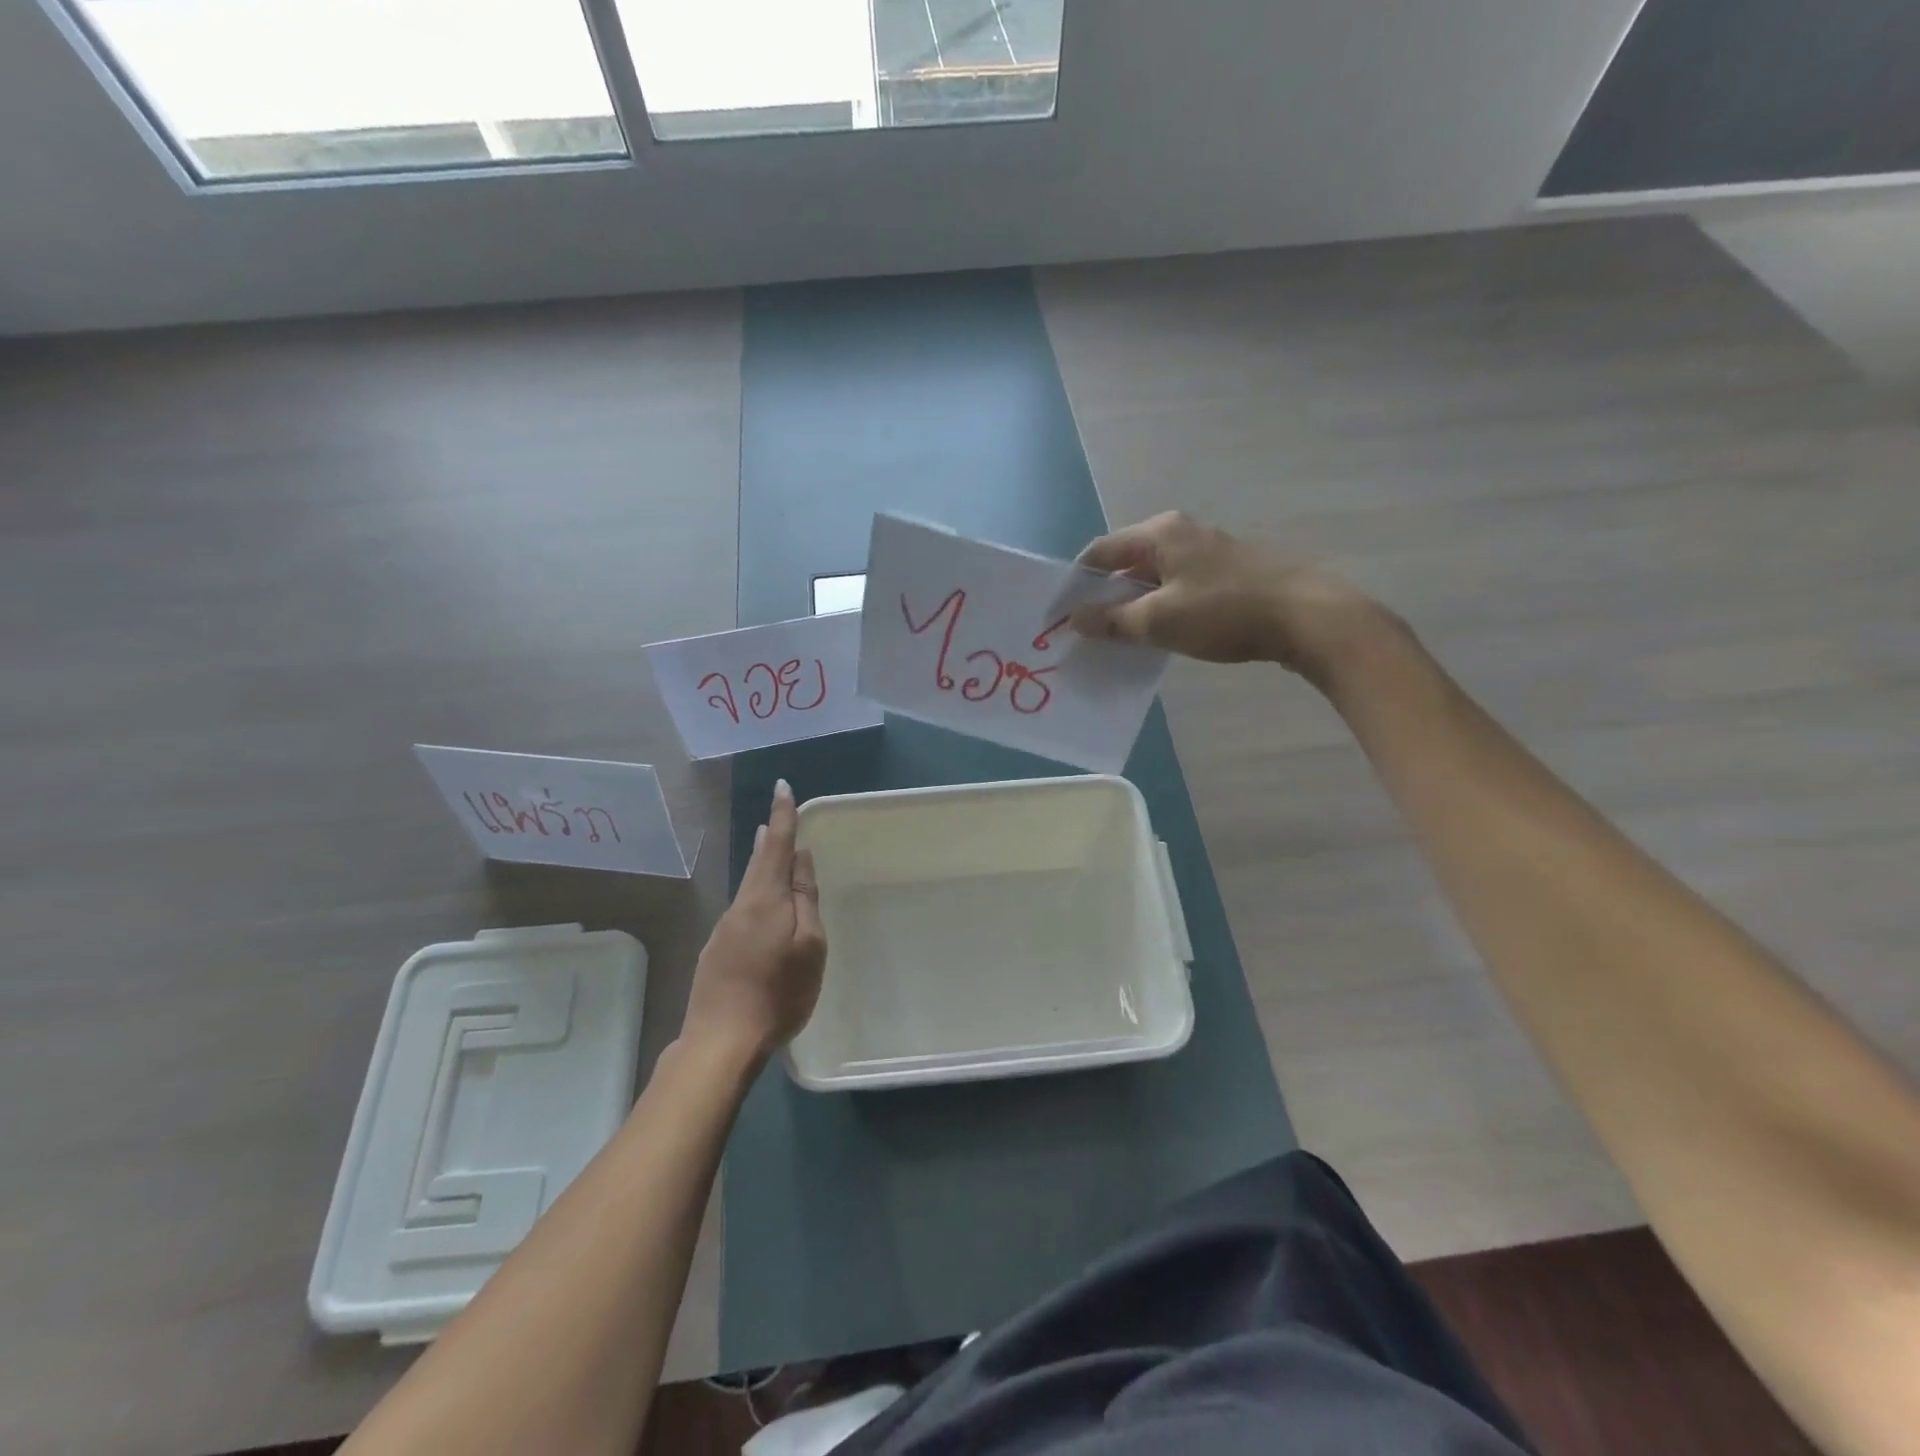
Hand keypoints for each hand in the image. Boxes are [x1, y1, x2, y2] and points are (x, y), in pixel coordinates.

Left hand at [682, 780, 825, 1062]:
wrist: (720, 1041)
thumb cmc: (778, 993)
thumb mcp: (809, 946)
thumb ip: (805, 900)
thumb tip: (800, 858)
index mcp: (765, 899)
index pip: (776, 846)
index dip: (782, 815)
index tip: (782, 787)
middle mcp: (740, 906)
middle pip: (757, 864)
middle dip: (768, 839)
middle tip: (775, 818)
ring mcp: (723, 930)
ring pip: (748, 888)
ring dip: (760, 866)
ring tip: (770, 852)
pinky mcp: (716, 952)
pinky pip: (742, 912)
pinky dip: (754, 896)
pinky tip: (761, 910)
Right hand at [1070, 511, 1384, 683]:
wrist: (1305, 617)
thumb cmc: (1224, 612)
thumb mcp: (1158, 620)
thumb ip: (1112, 620)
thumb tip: (1075, 619)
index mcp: (1160, 532)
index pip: (1101, 552)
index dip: (1076, 583)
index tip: (1060, 615)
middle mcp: (1181, 533)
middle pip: (1126, 563)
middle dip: (1103, 597)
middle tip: (1085, 631)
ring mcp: (1206, 553)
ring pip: (1152, 578)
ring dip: (1131, 606)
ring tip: (1116, 639)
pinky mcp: (1225, 574)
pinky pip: (1176, 589)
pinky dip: (1158, 609)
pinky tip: (1157, 636)